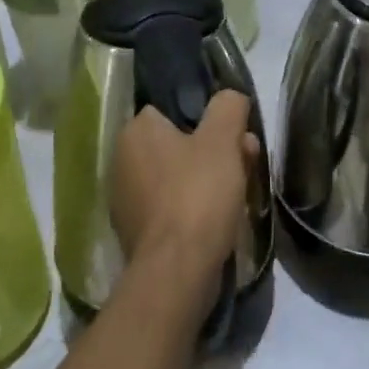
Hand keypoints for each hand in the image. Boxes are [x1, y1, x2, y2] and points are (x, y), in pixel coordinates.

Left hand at [111, 91, 260, 293]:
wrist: (178, 272)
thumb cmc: (198, 194)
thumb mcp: (222, 139)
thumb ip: (228, 107)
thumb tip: (231, 97)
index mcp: (135, 132)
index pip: (173, 110)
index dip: (209, 120)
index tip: (237, 135)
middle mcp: (122, 161)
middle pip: (179, 144)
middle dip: (215, 151)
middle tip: (247, 163)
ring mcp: (126, 200)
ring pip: (178, 176)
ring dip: (207, 180)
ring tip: (240, 194)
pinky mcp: (135, 234)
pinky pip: (171, 207)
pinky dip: (193, 208)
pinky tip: (218, 220)